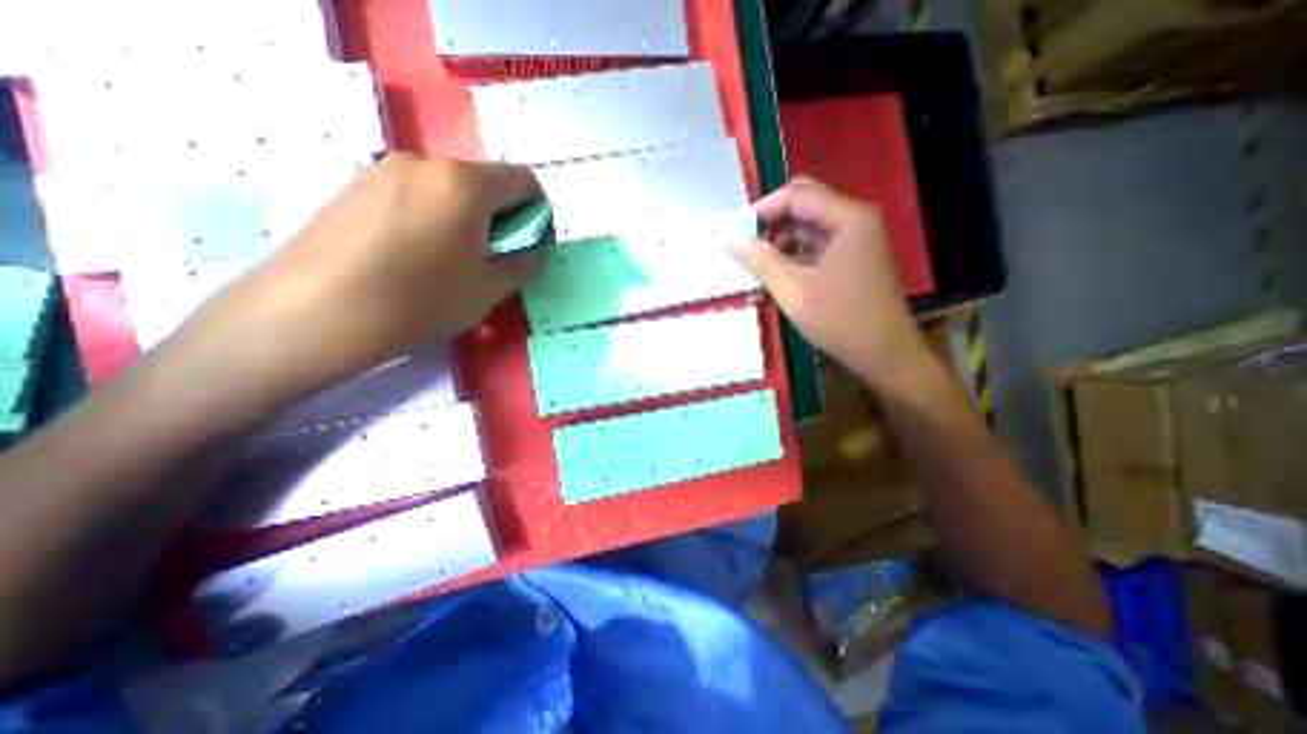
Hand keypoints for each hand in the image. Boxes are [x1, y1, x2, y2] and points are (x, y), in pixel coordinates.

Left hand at [171, 151, 542, 408]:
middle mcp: (426, 163)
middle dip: (504, 217)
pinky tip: (419, 254)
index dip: (539, 213)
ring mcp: (384, 170)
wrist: (314, 312)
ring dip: (470, 217)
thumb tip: (533, 256)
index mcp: (465, 184)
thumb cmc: (419, 301)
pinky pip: (415, 193)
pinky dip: (436, 216)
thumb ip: (520, 266)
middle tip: (496, 257)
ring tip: (456, 259)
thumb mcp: (487, 290)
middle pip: (486, 181)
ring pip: (450, 188)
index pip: (524, 181)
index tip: (532, 246)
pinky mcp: (356, 185)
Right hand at [731, 178, 923, 385]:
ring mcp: (851, 242)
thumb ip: (760, 261)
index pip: (795, 196)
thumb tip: (730, 238)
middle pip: (801, 207)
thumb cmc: (841, 321)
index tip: (734, 233)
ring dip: (776, 247)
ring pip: (804, 230)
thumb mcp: (794, 291)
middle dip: (768, 227)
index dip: (761, 210)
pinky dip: (789, 263)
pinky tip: (767, 285)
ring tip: (751, 272)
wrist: (884, 355)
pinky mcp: (847, 260)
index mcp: (847, 218)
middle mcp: (852, 221)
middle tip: (743, 249)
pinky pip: (811, 251)